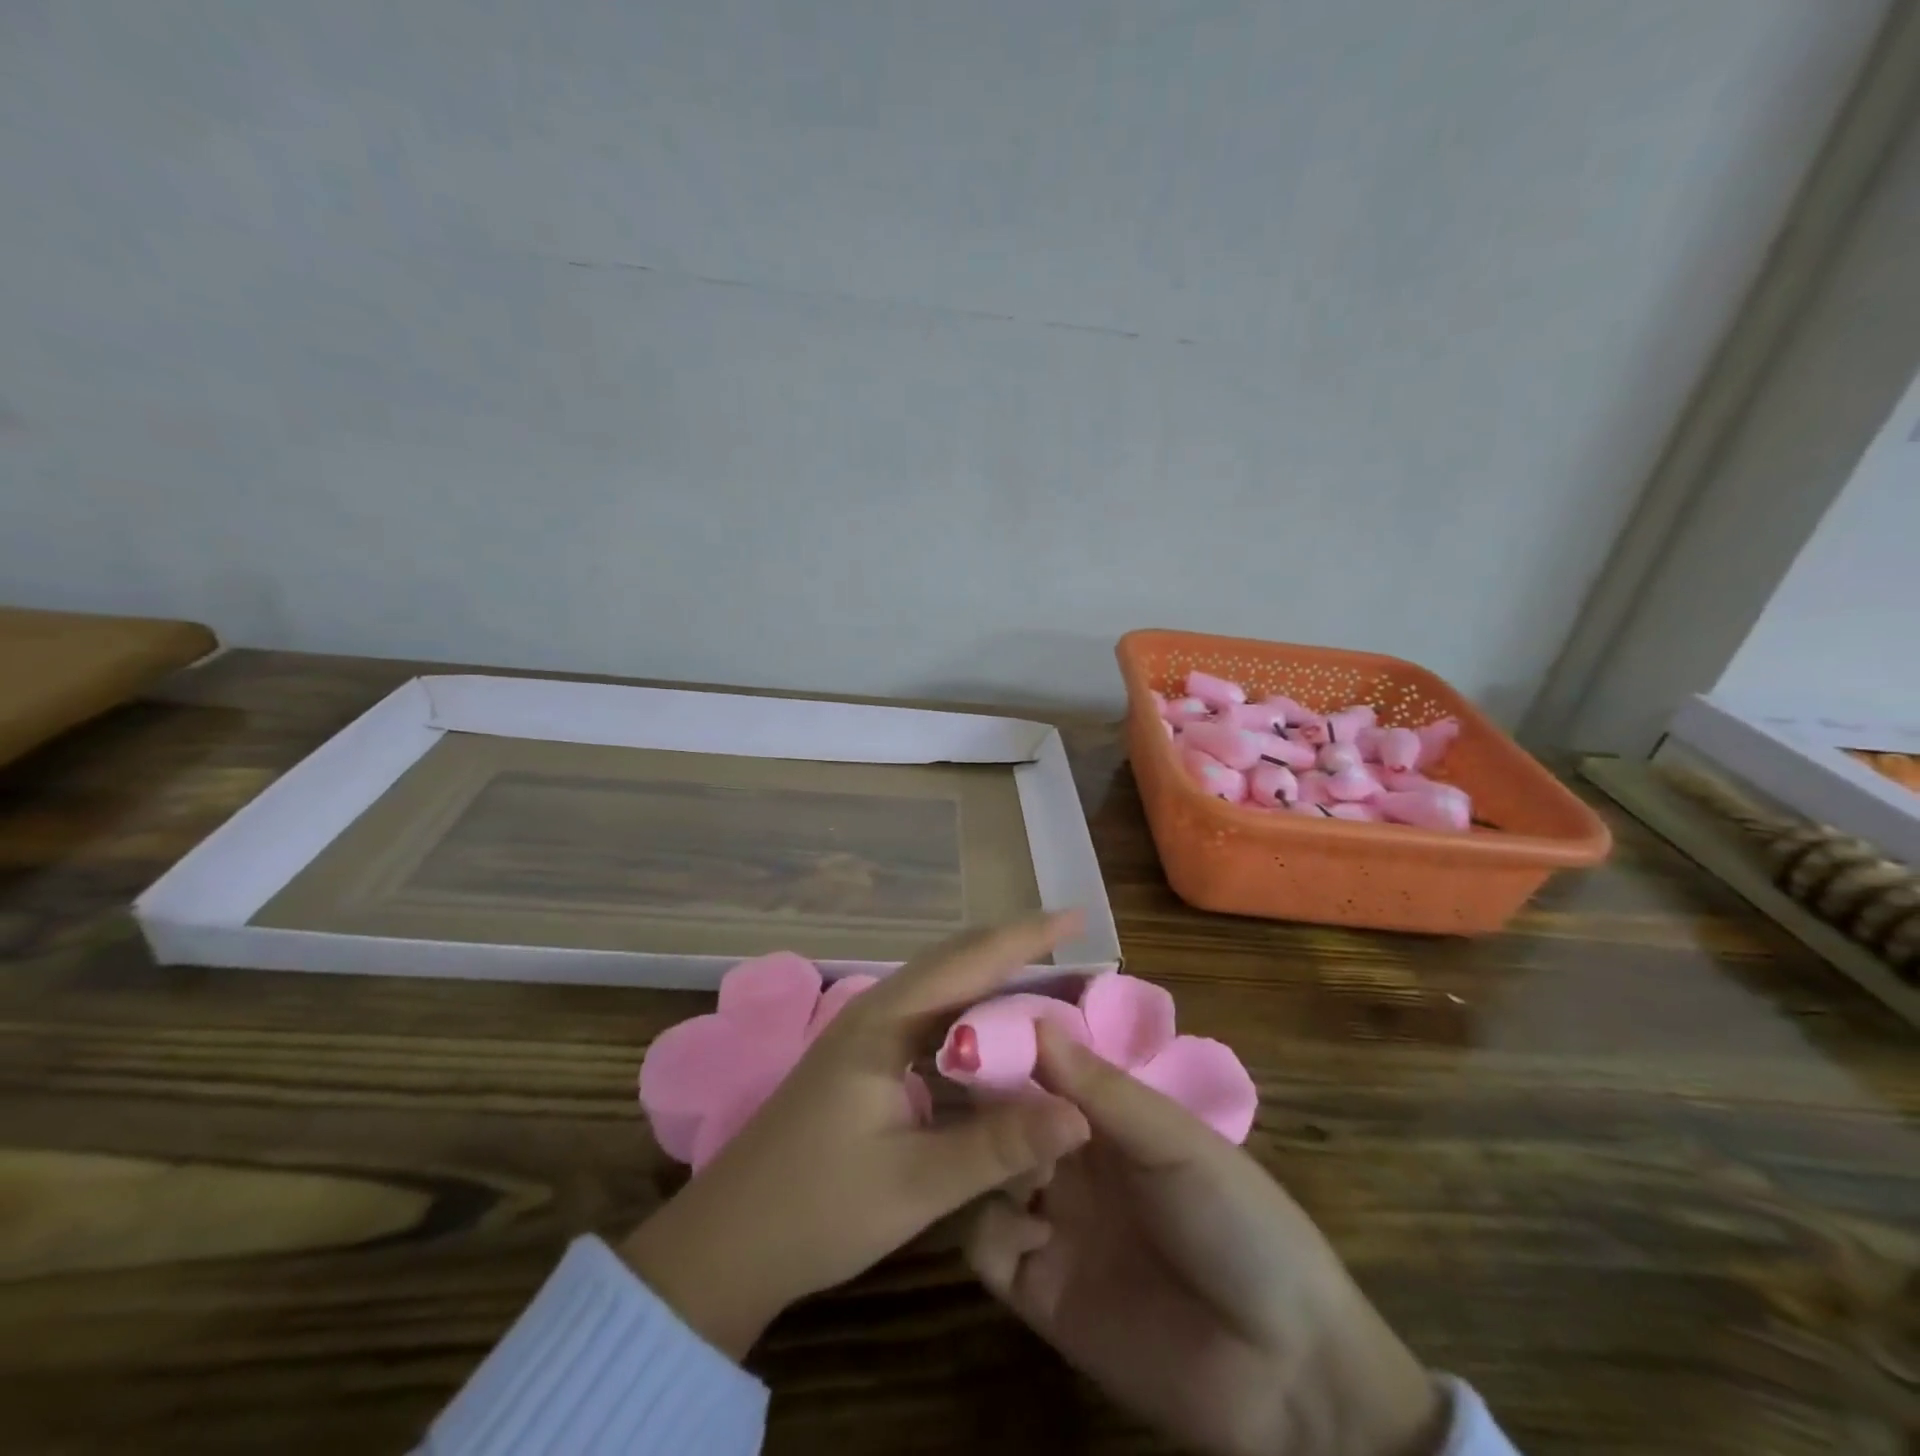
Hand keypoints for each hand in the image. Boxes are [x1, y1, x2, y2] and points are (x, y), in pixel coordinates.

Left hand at [619, 914, 1092, 1358]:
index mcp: (885, 1022)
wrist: (725, 1245)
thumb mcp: (916, 1184)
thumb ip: (999, 1147)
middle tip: (1070, 944)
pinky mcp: (862, 1063)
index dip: (1025, 937)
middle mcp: (876, 1012)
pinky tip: (991, 1037)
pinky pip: (928, 1022)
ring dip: (990, 982)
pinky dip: (968, 1019)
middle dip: (1013, 949)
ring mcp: (865, 1036)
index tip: (1075, 917)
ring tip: (1044, 980)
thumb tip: (1081, 1115)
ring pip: (940, 991)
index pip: (968, 961)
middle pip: (954, 962)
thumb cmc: (818, 1208)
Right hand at [967, 1024, 1445, 1455]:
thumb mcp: (1175, 1141)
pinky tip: (1031, 1231)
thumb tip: (1033, 1021)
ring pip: (986, 1171)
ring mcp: (1052, 1221)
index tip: (972, 1025)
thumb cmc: (1240, 1223)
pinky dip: (992, 1228)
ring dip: (988, 1158)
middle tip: (970, 1091)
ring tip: (1013, 1161)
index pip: (1042, 1065)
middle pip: (1005, 1115)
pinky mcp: (1038, 1289)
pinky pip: (986, 1245)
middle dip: (988, 1099)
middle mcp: (1071, 1159)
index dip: (1010, 1044)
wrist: (1284, 1371)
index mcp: (1107, 1116)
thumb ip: (1102, 1088)